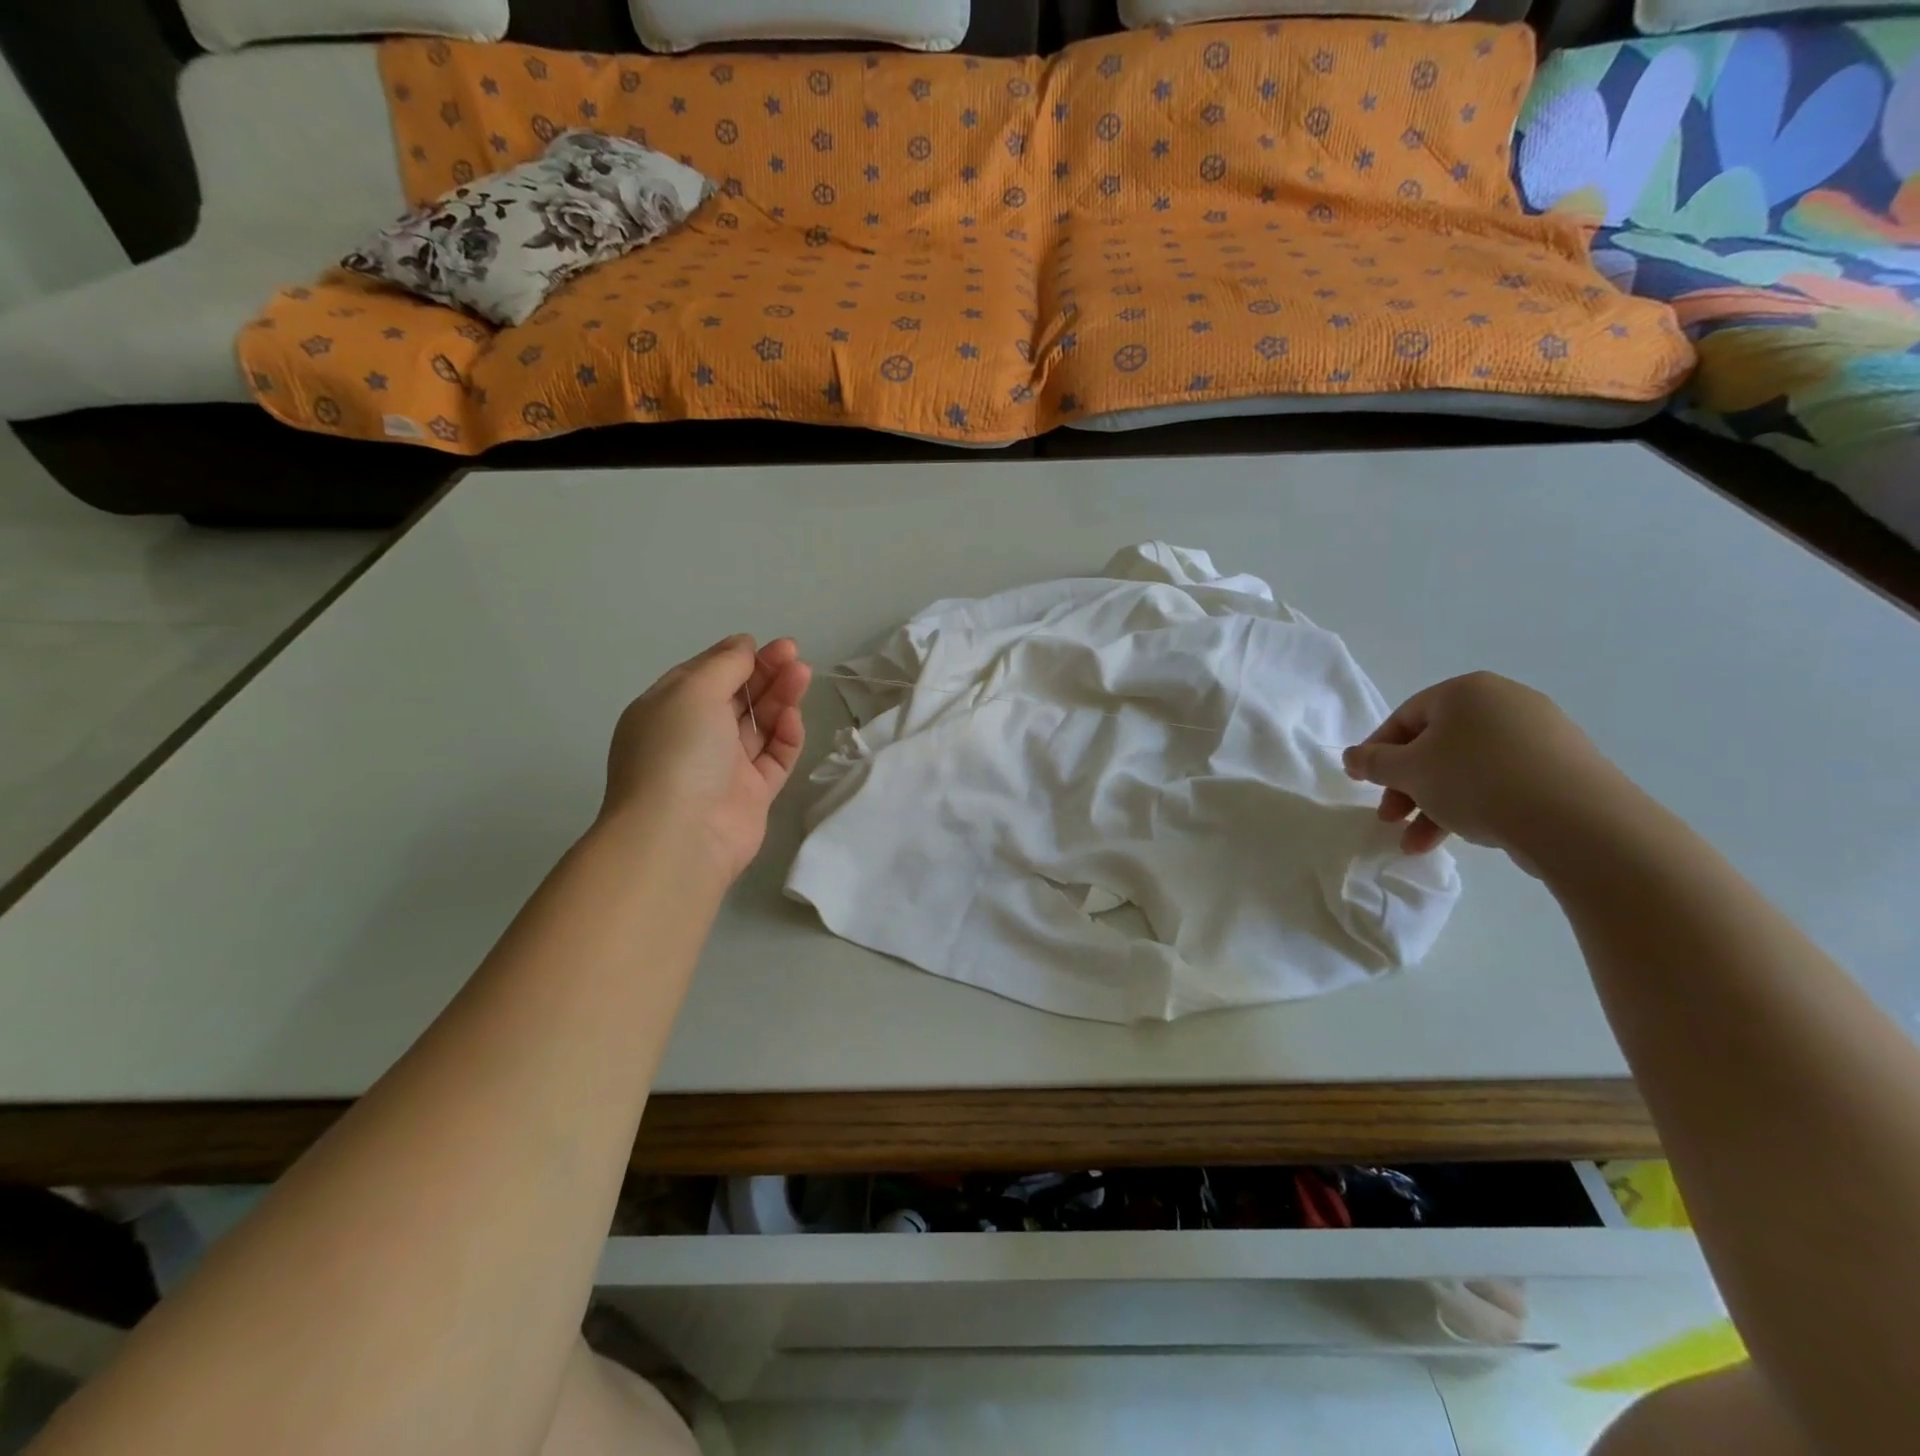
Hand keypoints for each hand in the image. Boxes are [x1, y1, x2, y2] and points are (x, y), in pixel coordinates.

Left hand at [600, 635, 811, 879]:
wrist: (680, 834)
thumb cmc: (678, 751)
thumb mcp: (693, 691)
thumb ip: (724, 664)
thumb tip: (743, 644)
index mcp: (668, 710)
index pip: (707, 676)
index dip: (738, 658)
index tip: (768, 645)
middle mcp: (695, 737)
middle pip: (737, 698)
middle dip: (766, 674)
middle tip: (794, 655)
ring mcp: (725, 767)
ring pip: (759, 725)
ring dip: (780, 697)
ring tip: (803, 674)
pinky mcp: (753, 794)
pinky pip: (774, 758)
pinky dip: (784, 735)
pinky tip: (792, 717)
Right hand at [1342, 671, 1627, 868]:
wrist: (1578, 821)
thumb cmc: (1476, 781)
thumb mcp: (1409, 772)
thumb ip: (1373, 763)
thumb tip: (1351, 756)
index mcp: (1465, 691)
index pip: (1405, 717)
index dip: (1377, 753)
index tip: (1363, 784)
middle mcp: (1504, 703)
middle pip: (1435, 745)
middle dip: (1406, 786)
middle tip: (1389, 817)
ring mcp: (1540, 734)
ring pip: (1466, 768)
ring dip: (1434, 804)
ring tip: (1416, 843)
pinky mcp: (1563, 768)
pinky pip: (1501, 782)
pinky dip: (1473, 806)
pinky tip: (1461, 836)